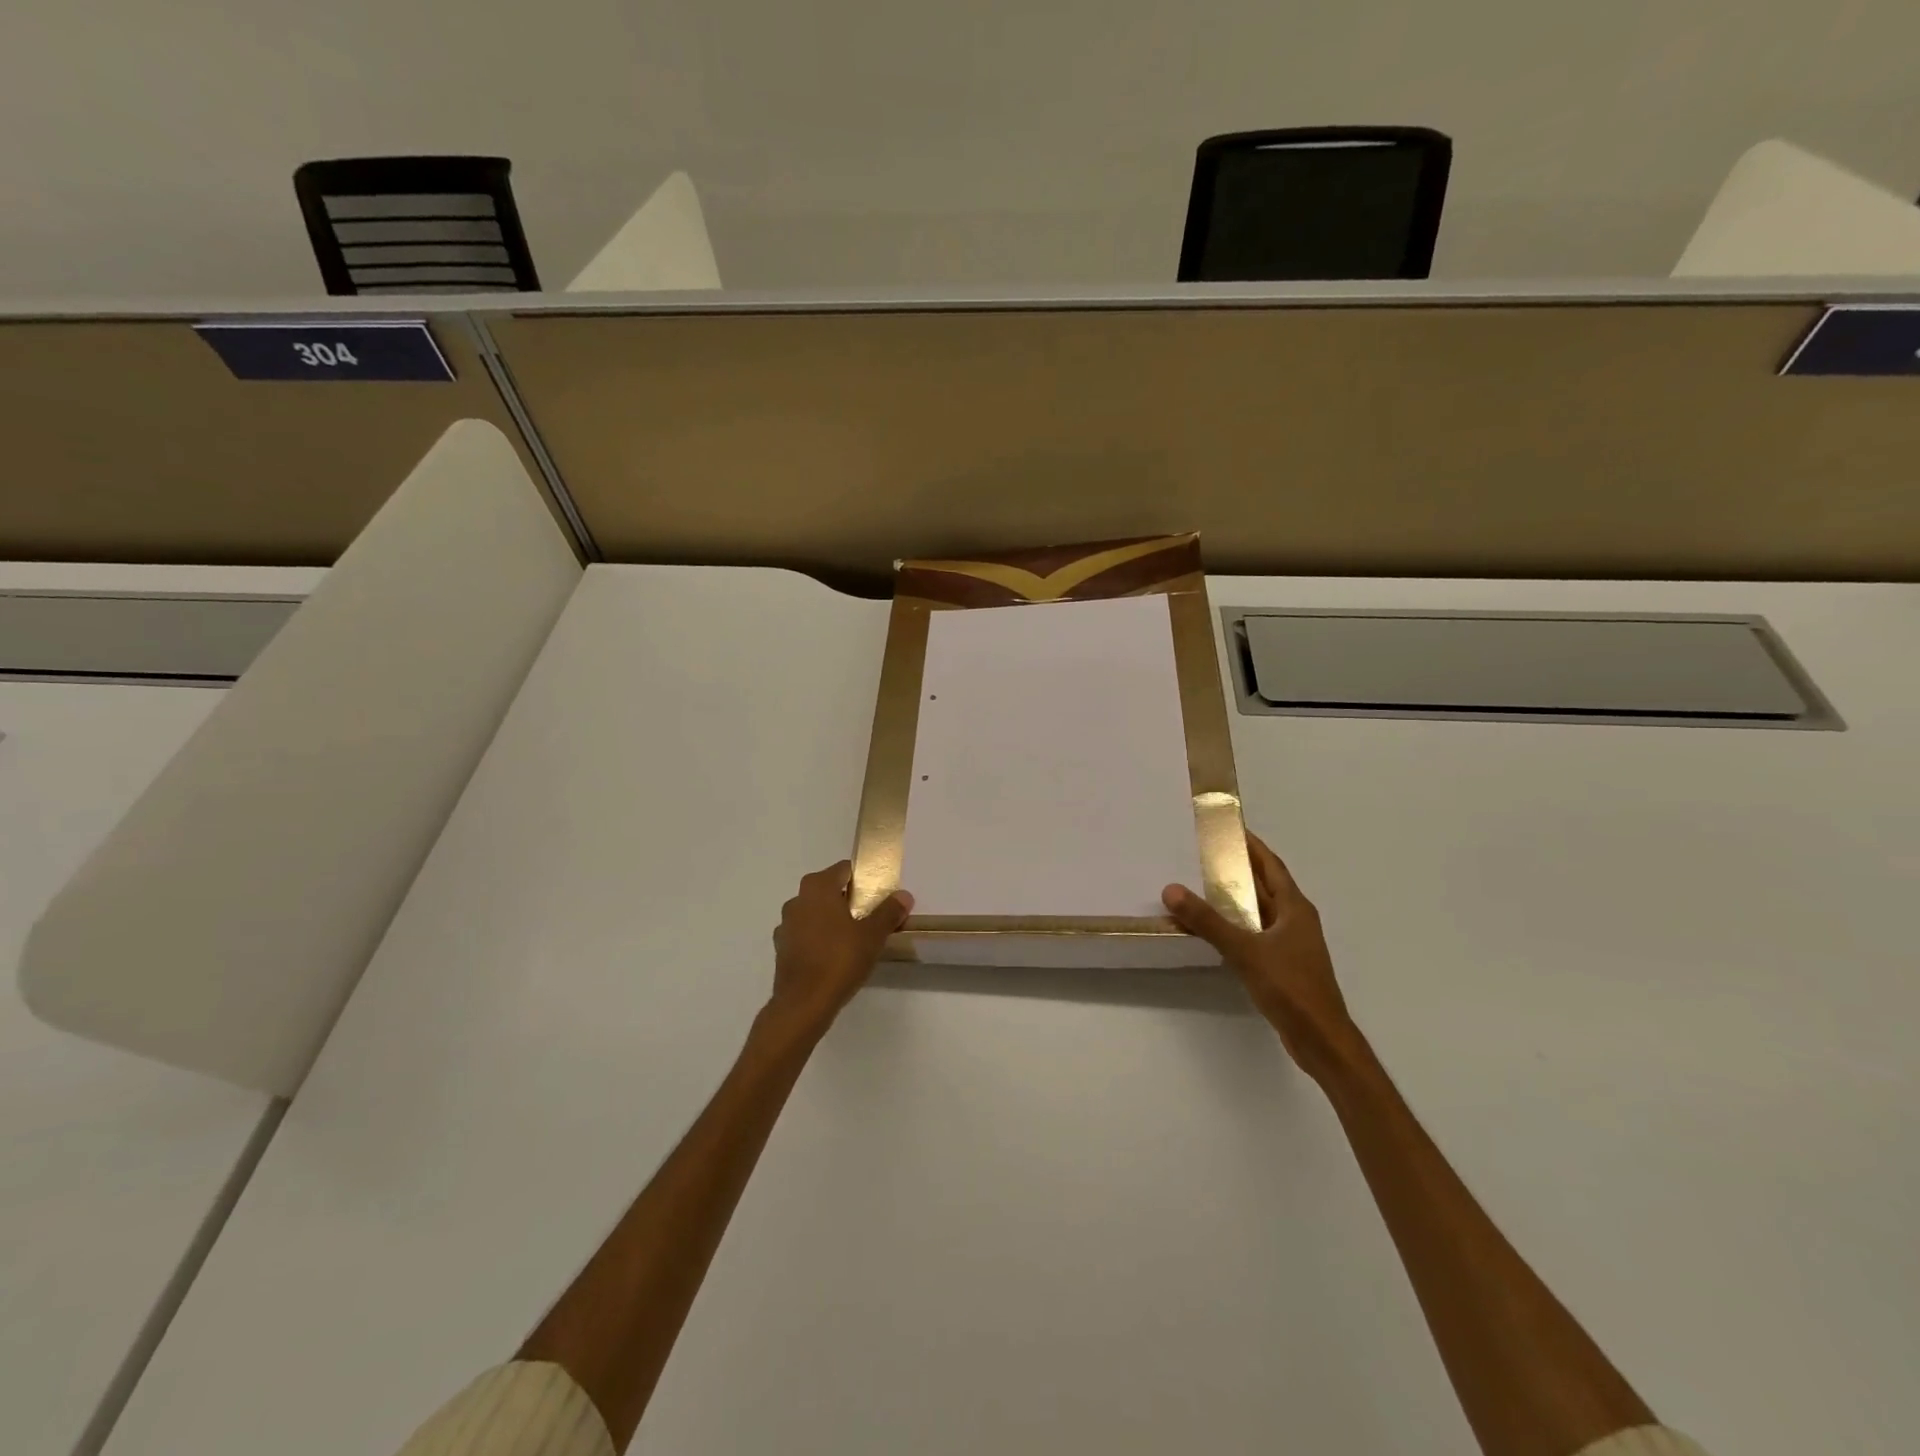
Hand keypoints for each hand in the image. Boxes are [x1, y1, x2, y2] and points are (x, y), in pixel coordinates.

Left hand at [765, 861, 912, 1041]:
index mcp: (818, 887)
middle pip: (829, 890)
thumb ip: (888, 911)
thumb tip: (904, 895)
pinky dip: (820, 939)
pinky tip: (834, 956)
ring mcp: (786, 925)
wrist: (803, 1005)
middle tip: (872, 918)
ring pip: (816, 913)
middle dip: (850, 901)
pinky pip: (806, 934)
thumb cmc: (839, 960)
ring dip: (833, 920)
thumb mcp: (872, 935)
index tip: (880, 896)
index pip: (844, 870)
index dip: (864, 879)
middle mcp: (797, 900)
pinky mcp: (782, 948)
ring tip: (855, 939)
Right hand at [1163, 833, 1358, 1082]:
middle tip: (1204, 854)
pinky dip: (1236, 924)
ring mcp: (1291, 944)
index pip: (1271, 865)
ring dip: (1236, 898)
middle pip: (1265, 885)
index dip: (1252, 845)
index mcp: (1295, 908)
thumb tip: (1172, 889)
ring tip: (1202, 885)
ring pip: (1259, 911)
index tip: (1228, 829)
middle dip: (1238, 869)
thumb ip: (1208, 921)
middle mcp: (1296, 920)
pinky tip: (1215, 928)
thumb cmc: (1290, 986)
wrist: (1320, 1038)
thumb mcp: (1245, 950)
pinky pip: (1256, 933)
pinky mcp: (1283, 965)